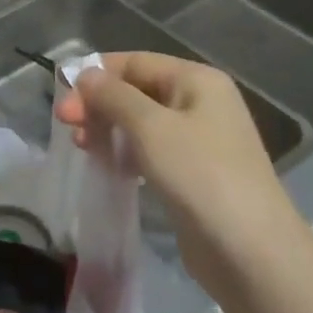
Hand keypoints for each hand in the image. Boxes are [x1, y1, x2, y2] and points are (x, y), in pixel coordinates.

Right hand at [55, 52, 301, 260]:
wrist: (250, 250)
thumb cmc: (199, 174)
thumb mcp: (149, 127)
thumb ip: (113, 96)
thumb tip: (86, 74)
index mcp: (197, 80)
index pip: (135, 62)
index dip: (96, 75)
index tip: (63, 99)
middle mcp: (200, 102)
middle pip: (137, 90)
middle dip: (99, 103)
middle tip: (65, 125)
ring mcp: (200, 139)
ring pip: (141, 122)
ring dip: (108, 128)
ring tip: (82, 146)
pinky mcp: (193, 173)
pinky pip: (151, 150)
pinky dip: (125, 151)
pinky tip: (106, 164)